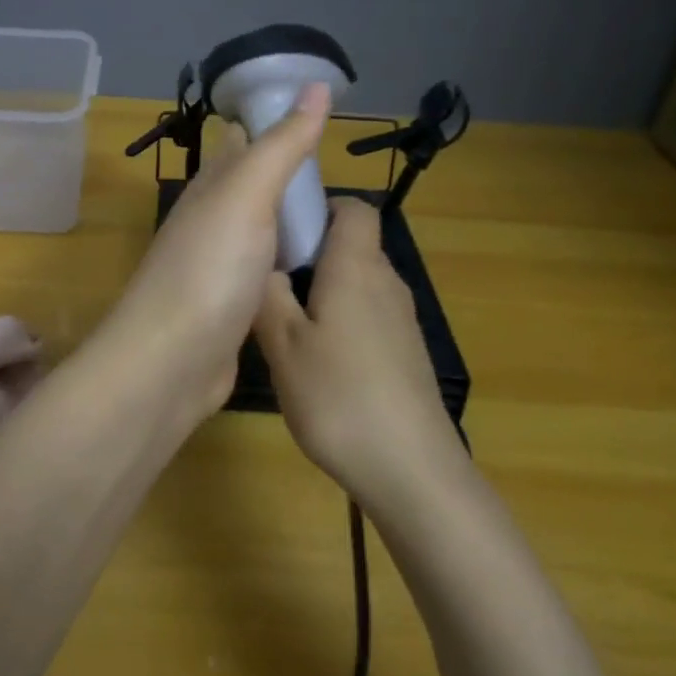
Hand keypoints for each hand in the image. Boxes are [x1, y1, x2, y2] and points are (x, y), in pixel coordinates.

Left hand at [97, 83, 330, 412]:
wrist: (170, 363)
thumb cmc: (209, 270)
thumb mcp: (247, 196)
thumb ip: (281, 145)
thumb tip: (315, 84)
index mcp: (210, 188)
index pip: (239, 141)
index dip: (272, 121)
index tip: (318, 110)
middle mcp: (211, 221)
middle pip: (251, 184)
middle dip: (287, 169)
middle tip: (339, 165)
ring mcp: (220, 266)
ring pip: (260, 228)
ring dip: (289, 216)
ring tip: (336, 211)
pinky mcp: (232, 307)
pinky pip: (266, 270)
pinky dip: (288, 259)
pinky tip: (313, 265)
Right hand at [254, 198, 466, 506]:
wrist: (411, 469)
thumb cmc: (339, 396)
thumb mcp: (283, 344)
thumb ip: (268, 295)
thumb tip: (263, 261)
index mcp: (356, 267)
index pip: (354, 208)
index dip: (320, 205)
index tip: (282, 227)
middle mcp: (385, 282)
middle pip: (352, 244)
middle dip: (310, 252)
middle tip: (266, 278)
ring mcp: (401, 319)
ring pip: (357, 282)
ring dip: (322, 289)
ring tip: (282, 320)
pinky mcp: (406, 352)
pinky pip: (368, 314)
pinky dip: (340, 318)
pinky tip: (315, 358)